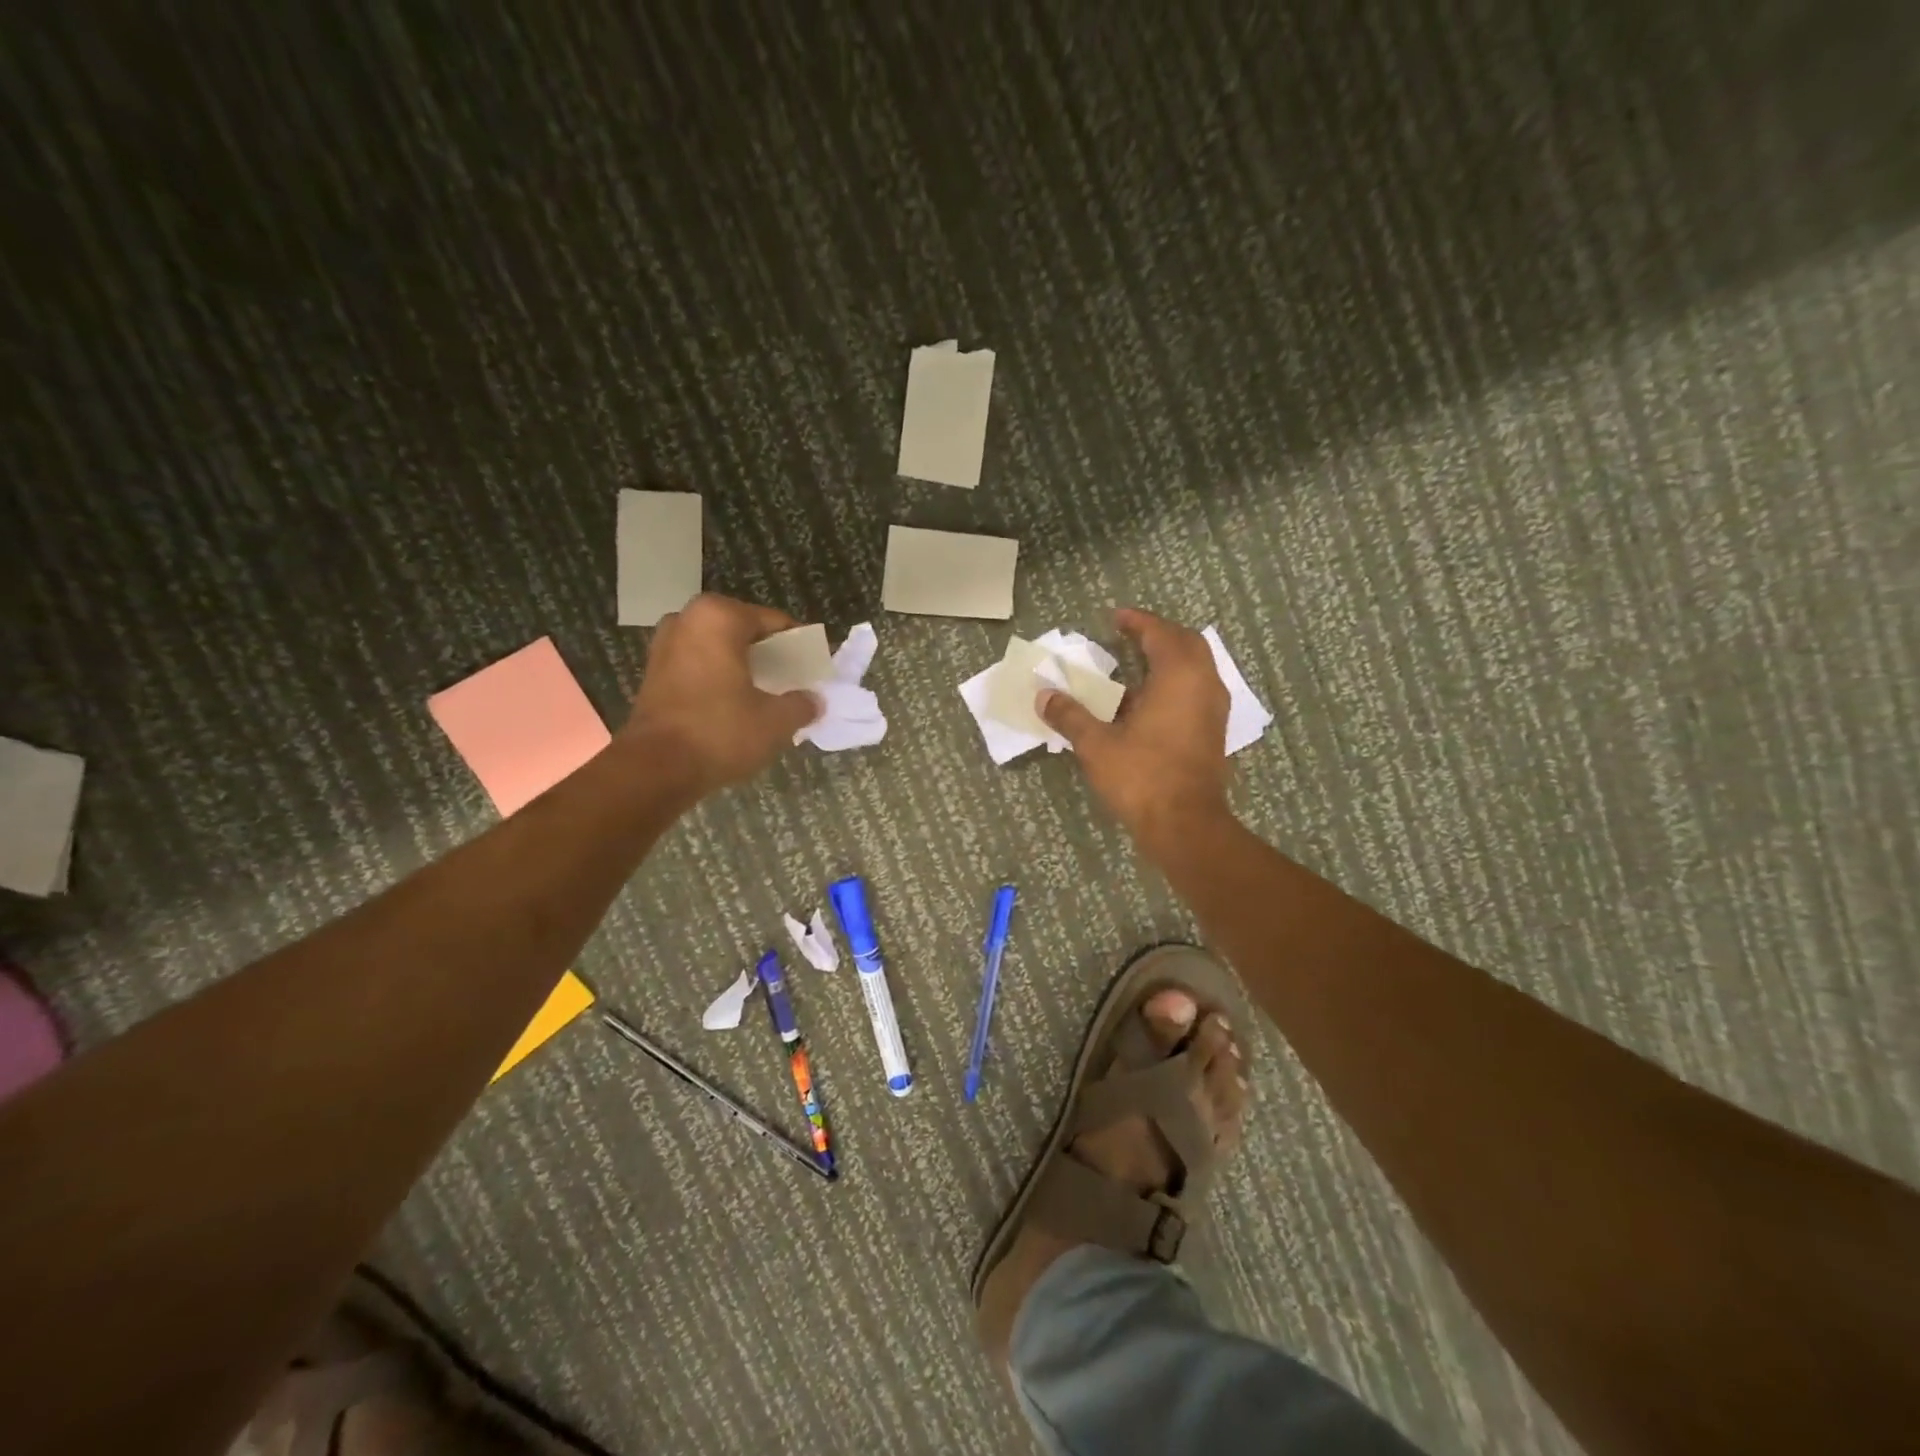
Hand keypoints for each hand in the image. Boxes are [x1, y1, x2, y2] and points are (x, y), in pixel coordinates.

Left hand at [620, 593, 820, 796]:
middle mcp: (687, 620)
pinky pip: (699, 666)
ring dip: (743, 667)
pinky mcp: (653, 673)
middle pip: (745, 632)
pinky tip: (737, 704)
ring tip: (767, 694)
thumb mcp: (776, 721)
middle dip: (769, 655)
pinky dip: (719, 679)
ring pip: (720, 649)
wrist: (656, 768)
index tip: (815, 667)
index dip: (799, 646)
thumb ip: (802, 704)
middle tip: (793, 681)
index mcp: (719, 617)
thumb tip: (814, 701)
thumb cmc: (720, 731)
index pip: (775, 622)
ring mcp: (665, 645)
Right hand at [1038, 608, 1234, 855]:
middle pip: (1187, 643)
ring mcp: (1214, 709)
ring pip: (1197, 667)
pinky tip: (1151, 700)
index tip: (1115, 617)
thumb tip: (1043, 696)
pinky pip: (1198, 690)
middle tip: (1130, 634)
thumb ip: (1070, 715)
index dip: (1137, 621)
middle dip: (1159, 634)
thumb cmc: (1142, 776)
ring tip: (1138, 664)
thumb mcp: (1096, 745)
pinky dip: (1177, 682)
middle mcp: (1204, 684)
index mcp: (1178, 676)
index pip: (1160, 633)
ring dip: (1170, 658)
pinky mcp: (1214, 732)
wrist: (1186, 825)